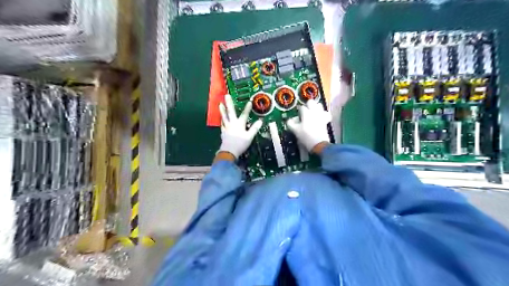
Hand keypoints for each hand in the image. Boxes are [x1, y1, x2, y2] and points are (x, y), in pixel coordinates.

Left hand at [217, 94, 261, 158]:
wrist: (228, 151)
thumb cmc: (240, 144)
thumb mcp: (249, 137)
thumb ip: (254, 128)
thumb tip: (260, 121)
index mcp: (239, 124)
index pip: (244, 114)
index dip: (247, 108)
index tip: (249, 101)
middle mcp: (232, 123)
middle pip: (230, 112)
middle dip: (229, 103)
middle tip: (226, 95)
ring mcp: (226, 127)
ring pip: (224, 116)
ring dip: (222, 110)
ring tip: (220, 104)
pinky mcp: (223, 132)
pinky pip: (222, 124)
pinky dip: (222, 120)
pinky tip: (221, 119)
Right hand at [288, 101, 332, 153]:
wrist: (319, 144)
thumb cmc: (306, 136)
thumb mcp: (295, 131)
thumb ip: (290, 124)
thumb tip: (289, 120)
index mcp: (306, 113)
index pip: (301, 107)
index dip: (298, 110)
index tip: (297, 114)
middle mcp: (314, 111)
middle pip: (311, 102)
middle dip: (308, 105)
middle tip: (304, 111)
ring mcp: (321, 115)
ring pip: (319, 105)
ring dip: (316, 107)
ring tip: (312, 112)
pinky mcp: (326, 120)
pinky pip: (325, 114)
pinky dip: (323, 114)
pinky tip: (320, 117)